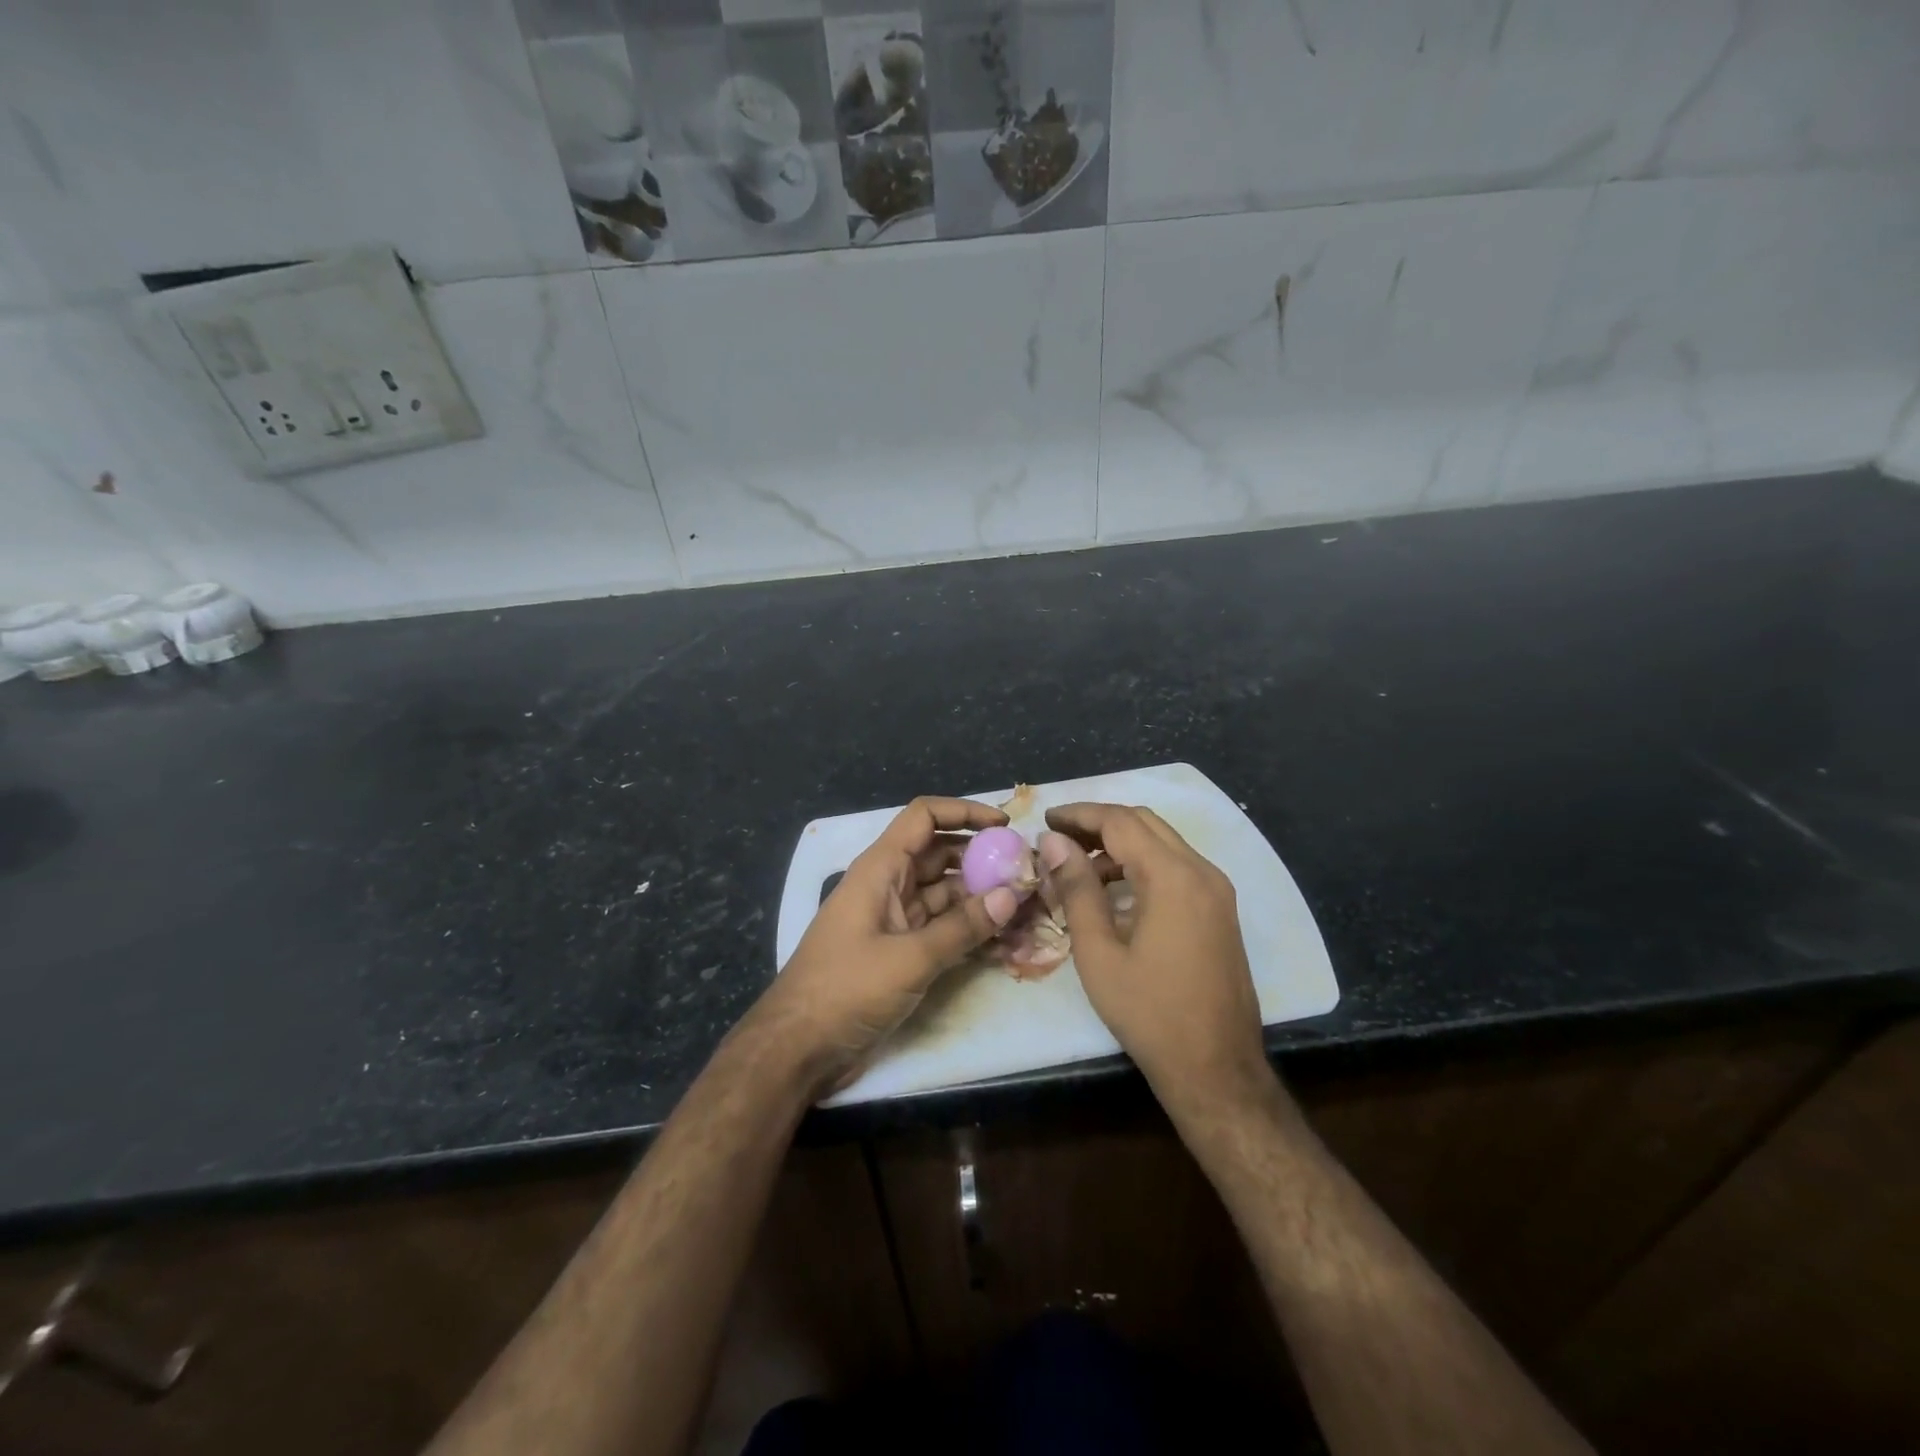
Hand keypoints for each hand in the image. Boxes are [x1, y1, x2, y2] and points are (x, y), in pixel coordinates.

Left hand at [752, 797, 1023, 1095]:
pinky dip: (969, 930)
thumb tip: (1011, 896)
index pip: (923, 818)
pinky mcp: (900, 951)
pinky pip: (941, 928)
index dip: (963, 812)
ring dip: (981, 898)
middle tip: (1026, 873)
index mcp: (880, 869)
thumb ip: (961, 928)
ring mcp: (894, 920)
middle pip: (940, 855)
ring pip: (945, 894)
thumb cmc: (845, 989)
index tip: (1005, 827)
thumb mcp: (908, 958)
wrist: (797, 1048)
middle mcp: (888, 885)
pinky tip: (1005, 941)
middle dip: (982, 859)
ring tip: (1026, 907)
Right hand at [1039, 804, 1270, 1116]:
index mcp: (1173, 877)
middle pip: (1145, 823)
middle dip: (1098, 823)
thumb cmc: (1149, 1013)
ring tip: (1078, 867)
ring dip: (1120, 843)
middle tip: (1058, 838)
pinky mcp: (1220, 909)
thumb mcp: (1099, 952)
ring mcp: (1217, 890)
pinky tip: (1113, 891)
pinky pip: (1177, 866)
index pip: (1120, 821)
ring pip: (1162, 842)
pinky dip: (1142, 864)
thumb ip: (1076, 889)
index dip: (1079, 814)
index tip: (1045, 818)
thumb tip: (1053, 841)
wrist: (1216, 1068)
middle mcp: (1202, 871)